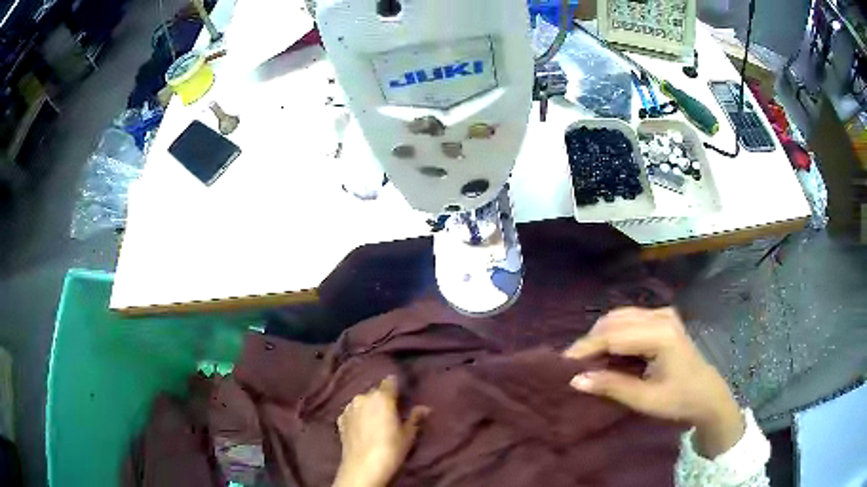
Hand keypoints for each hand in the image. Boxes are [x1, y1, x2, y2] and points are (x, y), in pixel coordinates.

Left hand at [333, 376, 428, 486]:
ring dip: (369, 408)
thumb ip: (415, 418)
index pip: (390, 382)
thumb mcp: (408, 435)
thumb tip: (425, 408)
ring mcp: (349, 408)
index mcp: (382, 397)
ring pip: (362, 402)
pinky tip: (363, 429)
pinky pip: (352, 413)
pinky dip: (358, 417)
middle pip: (375, 392)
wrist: (363, 467)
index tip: (402, 396)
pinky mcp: (340, 420)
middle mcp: (363, 398)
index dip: (396, 387)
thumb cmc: (390, 449)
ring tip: (376, 422)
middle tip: (391, 414)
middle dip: (383, 400)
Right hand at [563, 307, 744, 458]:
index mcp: (660, 334)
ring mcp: (663, 314)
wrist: (707, 395)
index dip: (585, 348)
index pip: (613, 335)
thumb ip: (612, 386)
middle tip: (573, 365)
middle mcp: (661, 315)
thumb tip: (575, 380)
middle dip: (590, 341)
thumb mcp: (645, 400)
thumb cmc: (680, 400)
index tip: (562, 364)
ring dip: (600, 336)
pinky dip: (613, 333)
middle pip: (614, 320)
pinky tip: (607, 351)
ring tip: (587, 360)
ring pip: (620, 317)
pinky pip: (629, 319)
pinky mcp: (663, 318)